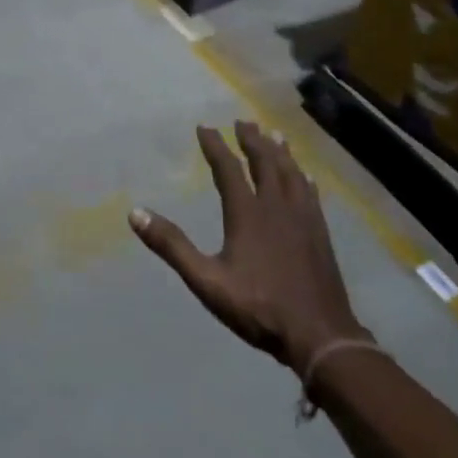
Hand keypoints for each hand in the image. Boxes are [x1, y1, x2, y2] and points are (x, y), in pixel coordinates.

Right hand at [130, 122, 366, 371]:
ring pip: (291, 174)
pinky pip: (311, 195)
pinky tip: (306, 176)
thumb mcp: (206, 281)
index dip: (216, 146)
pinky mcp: (320, 234)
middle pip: (265, 163)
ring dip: (280, 152)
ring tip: (275, 134)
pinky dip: (304, 178)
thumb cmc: (259, 308)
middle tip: (244, 121)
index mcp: (247, 214)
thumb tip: (136, 213)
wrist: (320, 335)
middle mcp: (276, 207)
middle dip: (252, 140)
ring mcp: (303, 220)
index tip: (205, 126)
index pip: (229, 170)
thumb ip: (172, 246)